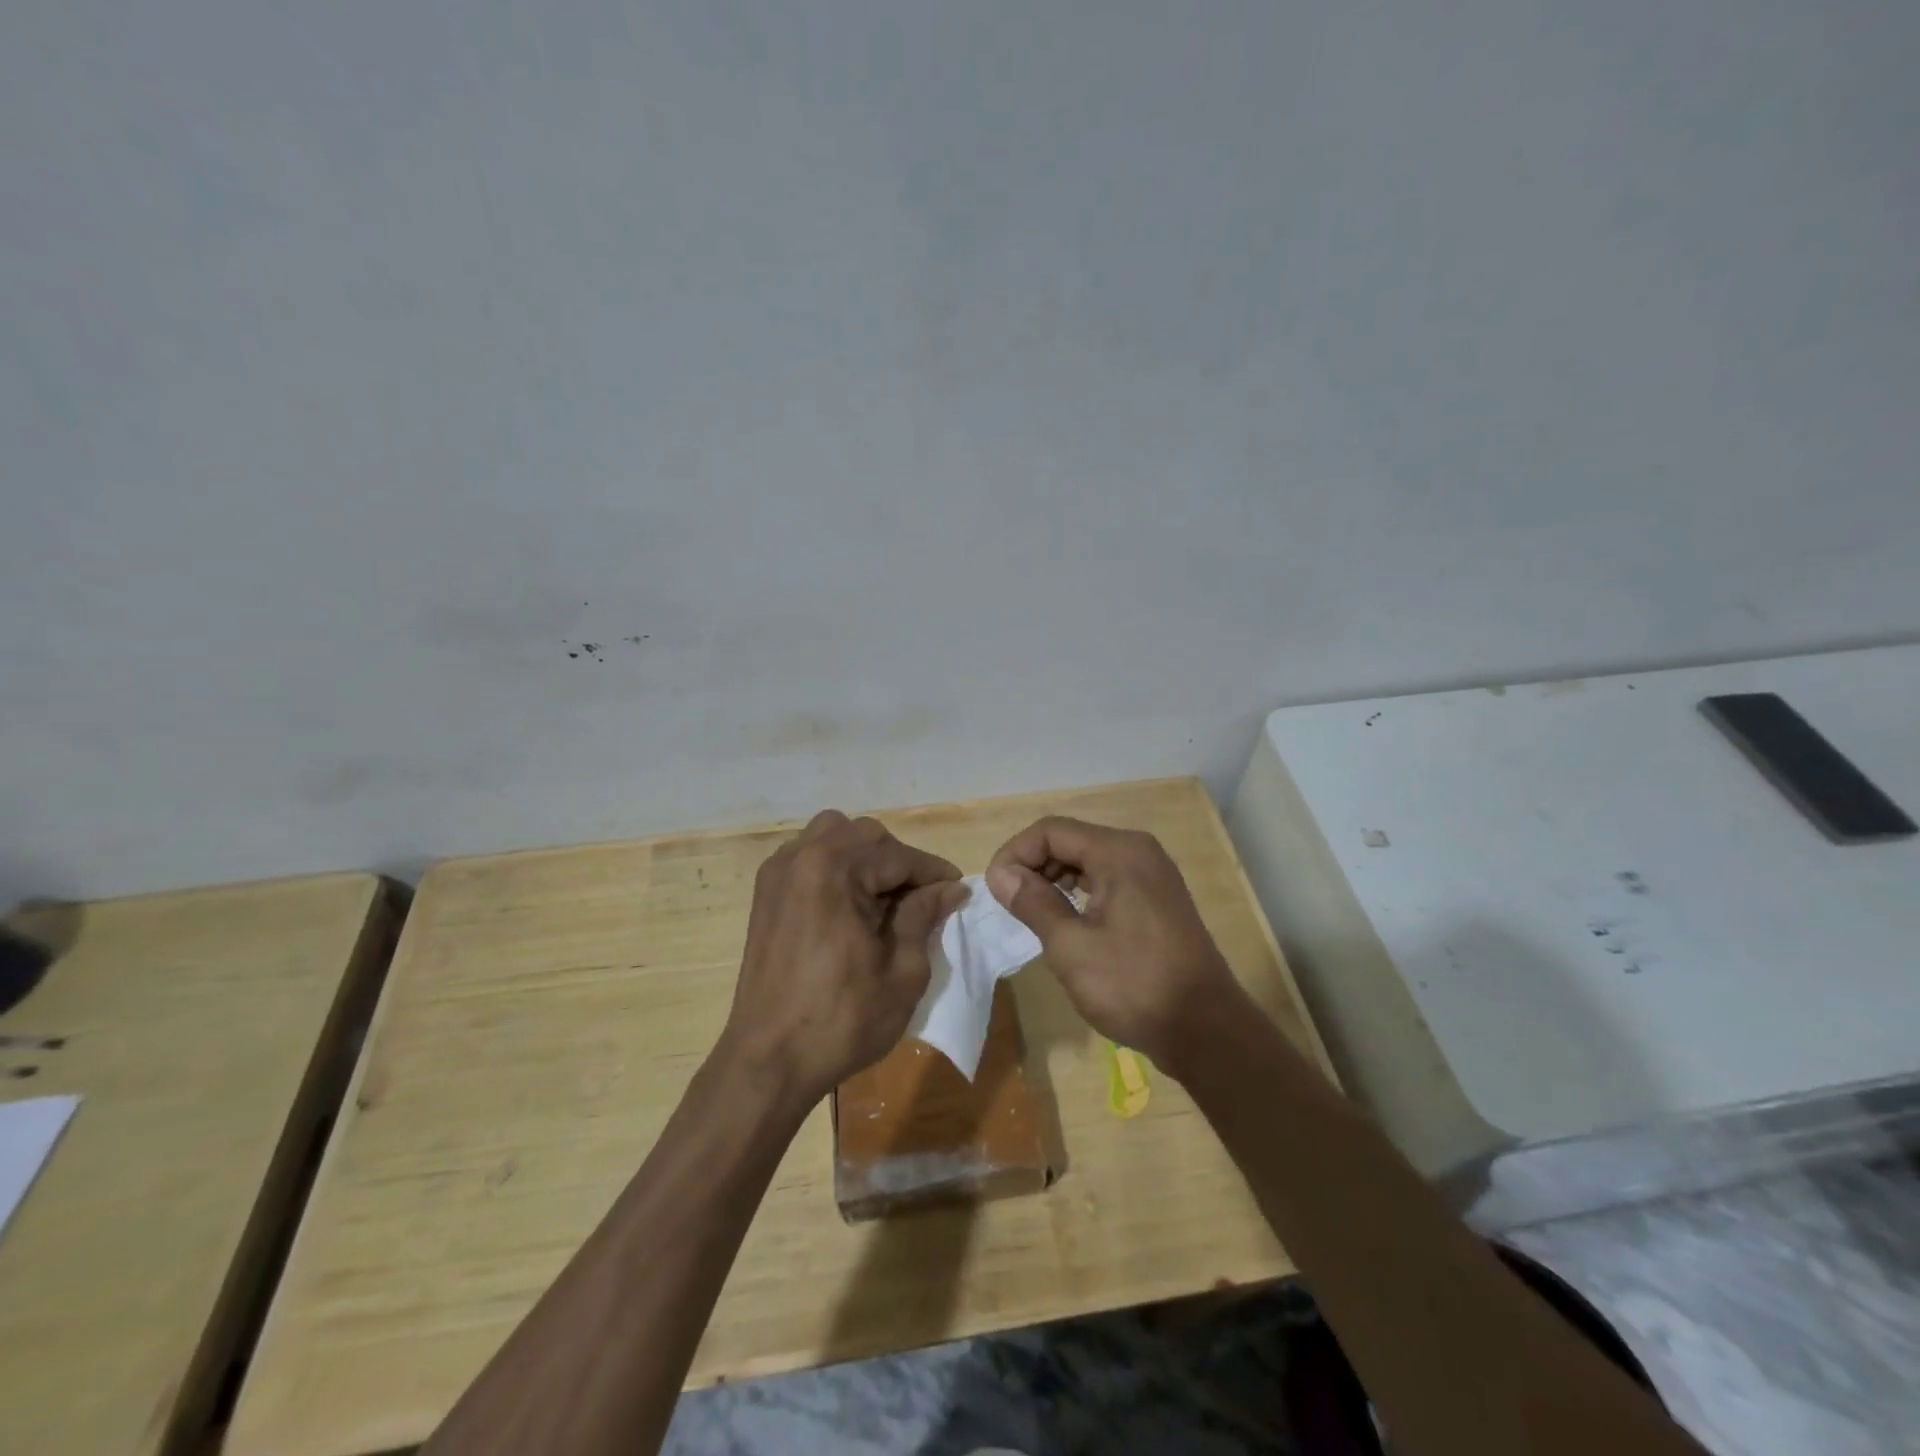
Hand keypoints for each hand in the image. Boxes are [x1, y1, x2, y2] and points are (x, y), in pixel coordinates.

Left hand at [720, 810, 967, 1110]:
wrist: (768, 1061)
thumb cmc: (842, 1020)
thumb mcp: (902, 971)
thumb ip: (924, 917)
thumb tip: (950, 888)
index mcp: (833, 870)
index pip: (898, 855)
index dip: (933, 872)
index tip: (959, 889)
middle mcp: (801, 858)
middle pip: (865, 836)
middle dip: (899, 861)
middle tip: (922, 899)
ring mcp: (778, 874)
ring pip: (833, 836)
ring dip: (865, 857)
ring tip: (885, 898)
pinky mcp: (766, 894)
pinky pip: (808, 857)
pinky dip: (836, 866)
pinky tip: (851, 904)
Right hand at [986, 817, 1249, 1075]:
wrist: (1206, 1031)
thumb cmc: (1134, 985)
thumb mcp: (1071, 946)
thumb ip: (1033, 902)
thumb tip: (1001, 873)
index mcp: (1119, 852)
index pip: (1051, 831)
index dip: (1015, 853)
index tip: (994, 889)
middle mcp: (1138, 851)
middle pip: (1071, 840)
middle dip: (1033, 865)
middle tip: (1009, 903)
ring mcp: (1152, 875)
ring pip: (1088, 860)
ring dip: (1054, 879)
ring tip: (1031, 913)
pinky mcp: (1156, 899)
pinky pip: (1107, 880)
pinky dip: (1079, 892)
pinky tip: (1064, 920)